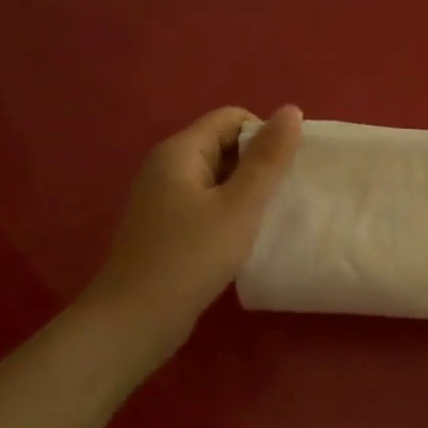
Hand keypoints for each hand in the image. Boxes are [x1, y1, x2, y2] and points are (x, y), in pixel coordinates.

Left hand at [83, 105, 303, 365]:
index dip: (264, 136)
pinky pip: (205, 203)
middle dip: (257, 165)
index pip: (232, 118)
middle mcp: (167, 166)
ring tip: (267, 219)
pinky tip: (242, 238)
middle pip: (223, 145)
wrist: (137, 317)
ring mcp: (162, 197)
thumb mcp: (240, 206)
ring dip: (245, 192)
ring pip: (216, 177)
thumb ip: (268, 159)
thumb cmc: (192, 256)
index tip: (285, 172)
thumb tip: (291, 110)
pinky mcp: (165, 226)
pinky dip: (228, 213)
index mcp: (180, 150)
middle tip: (282, 198)